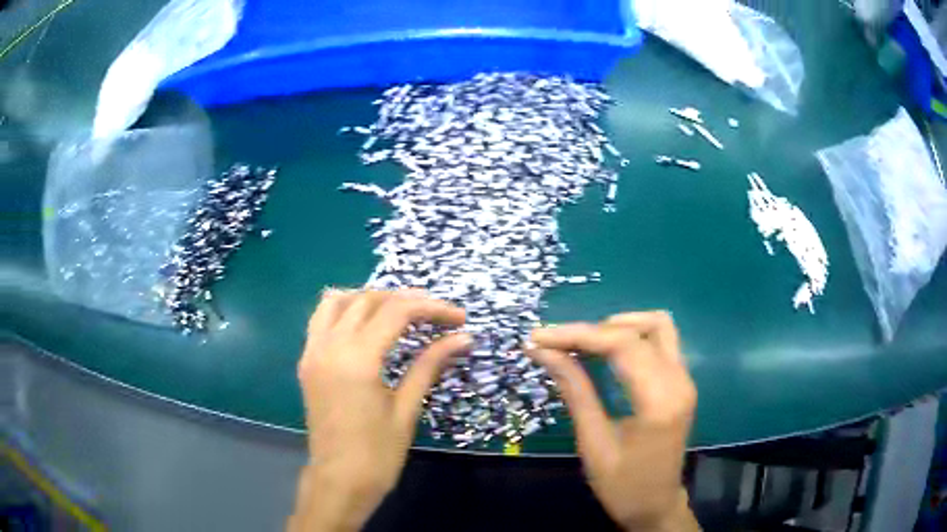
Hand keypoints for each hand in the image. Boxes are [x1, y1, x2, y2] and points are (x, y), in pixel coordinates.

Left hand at [289, 289, 469, 531]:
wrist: (339, 481)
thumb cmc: (378, 454)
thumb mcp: (407, 409)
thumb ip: (429, 366)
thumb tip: (463, 338)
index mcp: (356, 360)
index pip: (396, 312)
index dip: (431, 308)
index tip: (459, 317)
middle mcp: (329, 346)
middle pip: (368, 300)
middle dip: (405, 299)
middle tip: (436, 313)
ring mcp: (312, 352)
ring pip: (338, 301)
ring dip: (370, 298)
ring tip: (399, 310)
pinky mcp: (307, 362)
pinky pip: (321, 319)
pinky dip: (345, 310)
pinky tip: (365, 323)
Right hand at [528, 312, 698, 531]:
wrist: (656, 505)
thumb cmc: (621, 485)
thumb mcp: (593, 443)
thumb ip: (574, 391)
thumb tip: (544, 352)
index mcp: (659, 402)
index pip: (622, 346)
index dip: (578, 334)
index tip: (539, 337)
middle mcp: (679, 382)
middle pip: (639, 331)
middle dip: (592, 330)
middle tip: (555, 343)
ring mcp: (685, 380)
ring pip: (658, 326)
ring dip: (619, 326)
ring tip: (584, 343)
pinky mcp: (682, 382)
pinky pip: (661, 341)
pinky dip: (632, 337)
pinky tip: (607, 351)